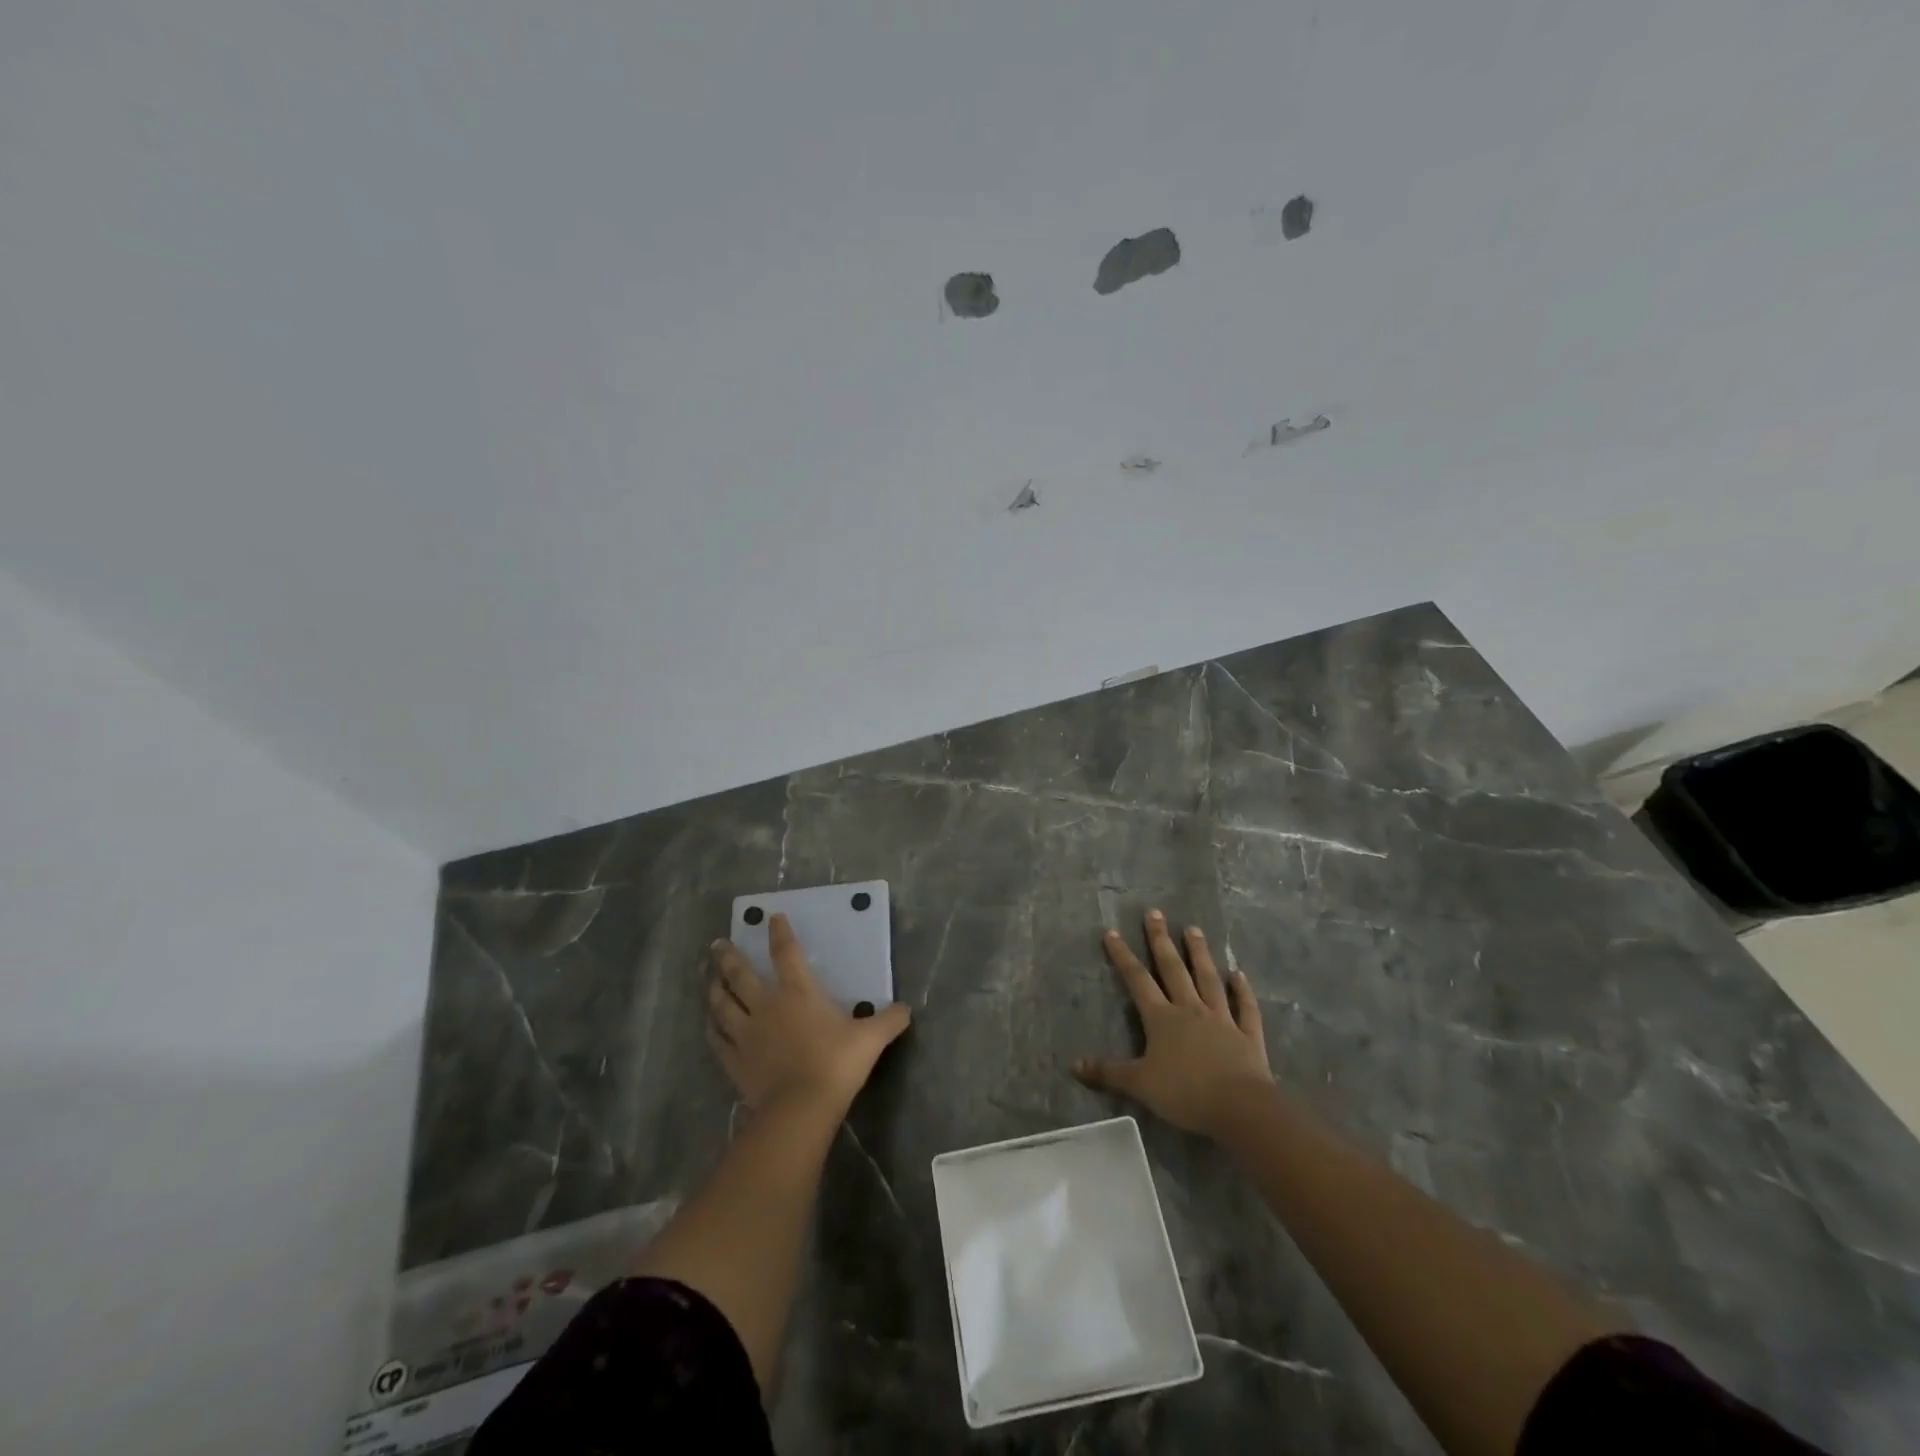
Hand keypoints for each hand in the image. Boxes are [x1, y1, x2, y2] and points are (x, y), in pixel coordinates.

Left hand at [707, 913, 911, 1115]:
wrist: (801, 1107)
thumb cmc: (837, 1064)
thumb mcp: (871, 1039)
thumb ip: (889, 1020)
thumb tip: (907, 1009)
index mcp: (799, 993)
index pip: (786, 953)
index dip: (780, 933)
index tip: (772, 918)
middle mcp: (766, 1005)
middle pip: (740, 974)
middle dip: (728, 957)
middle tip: (716, 944)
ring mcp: (746, 1033)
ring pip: (722, 1004)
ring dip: (714, 989)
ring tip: (709, 979)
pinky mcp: (735, 1061)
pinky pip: (718, 1039)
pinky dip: (712, 1029)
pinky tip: (709, 1024)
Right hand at [1074, 909, 1272, 1136]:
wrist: (1240, 1108)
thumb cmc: (1185, 1093)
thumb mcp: (1140, 1085)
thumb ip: (1108, 1073)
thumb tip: (1074, 1065)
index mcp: (1162, 1018)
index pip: (1137, 980)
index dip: (1123, 956)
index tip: (1112, 932)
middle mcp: (1190, 1009)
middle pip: (1173, 968)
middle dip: (1161, 940)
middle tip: (1155, 912)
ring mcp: (1222, 1019)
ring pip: (1208, 979)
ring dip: (1200, 953)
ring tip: (1193, 929)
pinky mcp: (1247, 1035)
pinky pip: (1245, 1007)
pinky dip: (1243, 990)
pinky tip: (1240, 974)